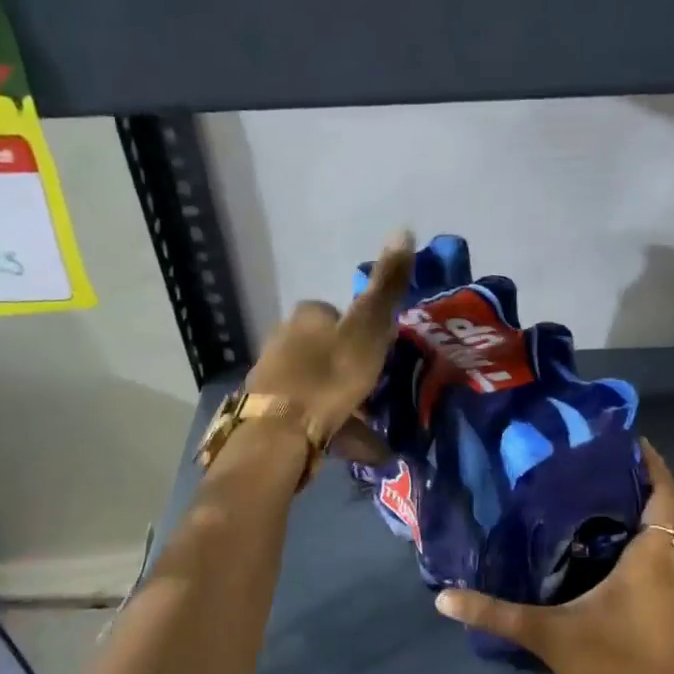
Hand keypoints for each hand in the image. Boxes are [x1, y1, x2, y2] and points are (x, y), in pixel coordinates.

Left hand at [244, 231, 414, 459]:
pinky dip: (332, 424)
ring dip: (343, 400)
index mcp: (307, 315)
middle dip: (350, 368)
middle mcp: (283, 338)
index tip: (380, 355)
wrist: (281, 432)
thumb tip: (403, 229)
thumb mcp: (367, 329)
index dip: (362, 332)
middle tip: (377, 392)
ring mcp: (274, 376)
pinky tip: (352, 444)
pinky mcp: (270, 410)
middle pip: (327, 349)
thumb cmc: (329, 376)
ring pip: (318, 383)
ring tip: (370, 425)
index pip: (337, 313)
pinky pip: (310, 412)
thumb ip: (386, 287)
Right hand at [435, 440, 673, 673]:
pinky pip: (649, 560)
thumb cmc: (610, 668)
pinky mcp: (660, 610)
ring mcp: (667, 592)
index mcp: (651, 559)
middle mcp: (667, 567)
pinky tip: (587, 548)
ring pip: (654, 537)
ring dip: (628, 514)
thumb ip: (494, 613)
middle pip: (659, 511)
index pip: (663, 494)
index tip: (625, 437)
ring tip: (580, 496)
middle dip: (631, 483)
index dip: (651, 462)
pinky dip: (626, 543)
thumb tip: (443, 597)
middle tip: (584, 462)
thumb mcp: (547, 634)